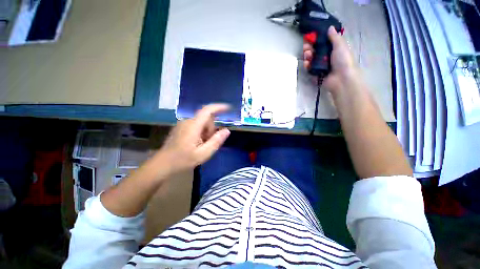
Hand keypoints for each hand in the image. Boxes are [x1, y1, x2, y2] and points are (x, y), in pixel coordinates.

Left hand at [156, 104, 230, 173]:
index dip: (219, 107)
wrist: (162, 164)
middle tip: (209, 143)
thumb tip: (227, 130)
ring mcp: (183, 124)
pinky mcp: (180, 127)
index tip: (229, 108)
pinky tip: (196, 143)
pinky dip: (200, 132)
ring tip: (202, 145)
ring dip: (206, 132)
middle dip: (211, 129)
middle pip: (206, 119)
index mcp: (193, 126)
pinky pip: (196, 125)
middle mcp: (187, 121)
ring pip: (201, 123)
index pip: (207, 110)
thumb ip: (216, 141)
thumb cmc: (183, 160)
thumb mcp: (203, 153)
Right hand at [303, 26, 359, 95]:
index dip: (316, 39)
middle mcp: (327, 57)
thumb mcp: (340, 45)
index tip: (310, 36)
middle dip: (309, 47)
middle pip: (315, 51)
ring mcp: (321, 66)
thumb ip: (334, 37)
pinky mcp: (316, 74)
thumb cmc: (343, 60)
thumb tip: (330, 27)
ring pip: (311, 59)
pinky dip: (307, 65)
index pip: (323, 43)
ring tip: (306, 54)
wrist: (341, 78)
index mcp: (334, 49)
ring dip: (307, 55)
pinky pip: (310, 68)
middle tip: (305, 46)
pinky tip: (306, 63)